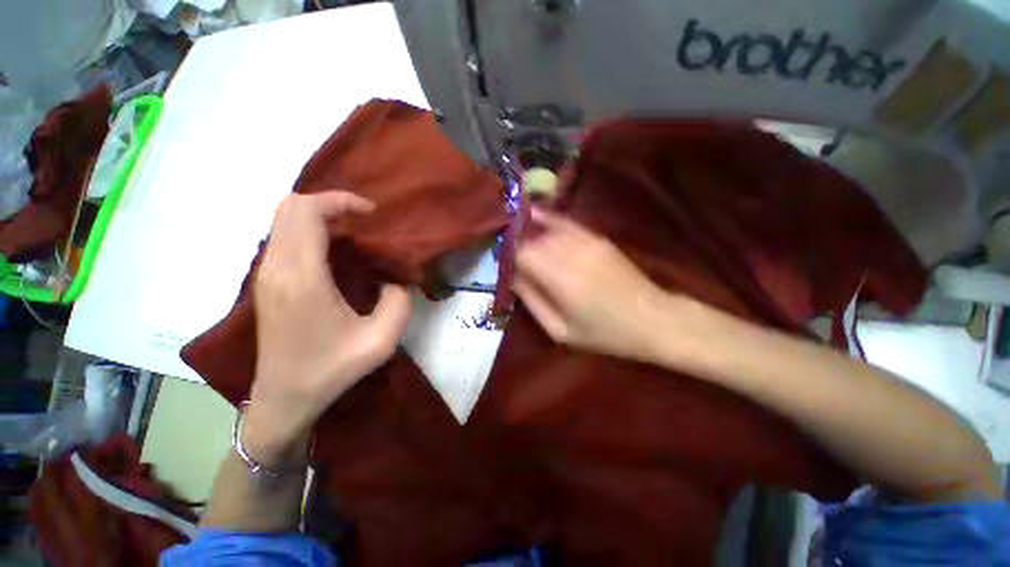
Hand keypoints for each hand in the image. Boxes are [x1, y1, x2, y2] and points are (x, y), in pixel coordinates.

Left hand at [244, 192, 411, 465]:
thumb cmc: (331, 369)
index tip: (371, 213)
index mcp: (302, 277)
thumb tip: (393, 280)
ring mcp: (266, 274)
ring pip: (283, 220)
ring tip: (354, 233)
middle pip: (289, 207)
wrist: (284, 398)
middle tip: (364, 220)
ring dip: (319, 216)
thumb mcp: (381, 340)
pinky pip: (284, 238)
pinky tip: (336, 252)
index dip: (340, 200)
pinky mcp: (267, 282)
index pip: (306, 212)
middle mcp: (276, 267)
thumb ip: (398, 302)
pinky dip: (309, 231)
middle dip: (329, 203)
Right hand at [514, 208, 672, 361]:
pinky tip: (536, 215)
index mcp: (561, 280)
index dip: (509, 257)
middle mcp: (572, 254)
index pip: (522, 254)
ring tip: (521, 239)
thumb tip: (513, 277)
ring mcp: (587, 242)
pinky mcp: (598, 238)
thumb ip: (532, 301)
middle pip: (533, 238)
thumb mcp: (561, 331)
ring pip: (547, 229)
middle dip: (518, 245)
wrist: (653, 318)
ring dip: (532, 234)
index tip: (506, 266)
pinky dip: (549, 220)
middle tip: (513, 258)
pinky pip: (566, 223)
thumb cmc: (605, 333)